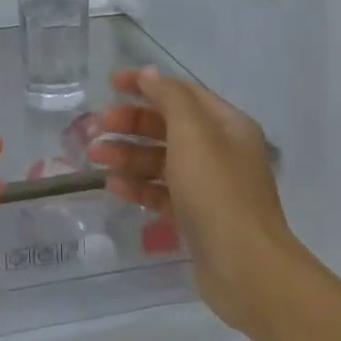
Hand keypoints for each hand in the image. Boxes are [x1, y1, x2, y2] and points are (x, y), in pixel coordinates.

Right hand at [88, 66, 301, 335]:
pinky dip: (138, 186)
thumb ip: (170, 99)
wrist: (245, 266)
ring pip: (161, 161)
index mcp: (227, 126)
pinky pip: (161, 192)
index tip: (109, 83)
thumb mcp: (193, 135)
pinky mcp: (195, 217)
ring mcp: (209, 186)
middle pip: (168, 127)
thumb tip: (150, 74)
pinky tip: (113, 186)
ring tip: (96, 158)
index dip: (146, 84)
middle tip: (97, 127)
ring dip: (128, 155)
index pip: (182, 93)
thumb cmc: (217, 192)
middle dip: (131, 123)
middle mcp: (220, 151)